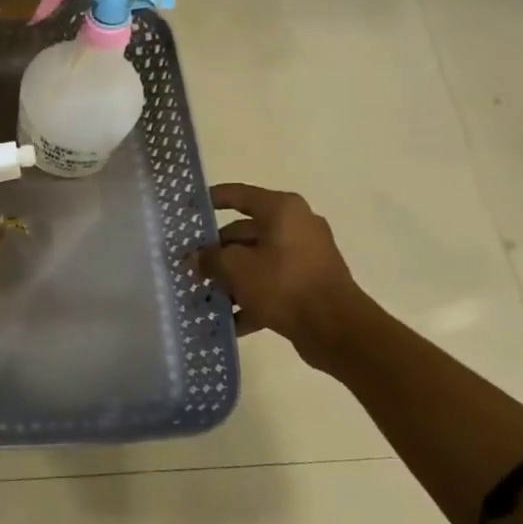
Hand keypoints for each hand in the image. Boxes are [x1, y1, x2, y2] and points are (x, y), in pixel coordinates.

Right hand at [199, 183, 364, 355]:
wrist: (335, 328)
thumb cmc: (283, 283)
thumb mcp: (235, 267)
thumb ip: (210, 258)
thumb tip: (196, 257)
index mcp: (281, 210)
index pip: (237, 195)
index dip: (209, 200)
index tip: (186, 209)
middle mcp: (296, 226)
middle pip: (244, 232)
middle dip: (215, 251)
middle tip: (188, 266)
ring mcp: (304, 256)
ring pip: (255, 261)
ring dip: (230, 278)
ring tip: (203, 294)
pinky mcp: (308, 284)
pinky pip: (270, 284)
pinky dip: (250, 297)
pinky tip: (227, 319)